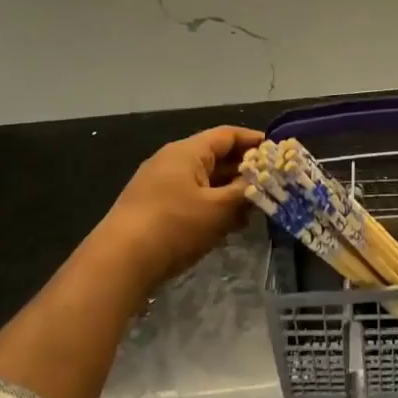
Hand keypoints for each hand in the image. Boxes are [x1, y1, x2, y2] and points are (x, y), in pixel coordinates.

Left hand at [85, 125, 262, 292]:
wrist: (119, 262)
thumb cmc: (175, 226)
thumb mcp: (218, 209)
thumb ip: (244, 192)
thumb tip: (262, 182)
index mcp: (187, 152)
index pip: (227, 135)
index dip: (254, 141)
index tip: (278, 151)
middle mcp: (172, 161)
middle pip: (216, 157)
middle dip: (244, 170)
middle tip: (272, 183)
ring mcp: (159, 184)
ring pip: (204, 180)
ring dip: (229, 191)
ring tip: (254, 208)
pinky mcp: (153, 208)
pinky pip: (191, 197)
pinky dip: (212, 205)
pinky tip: (227, 225)